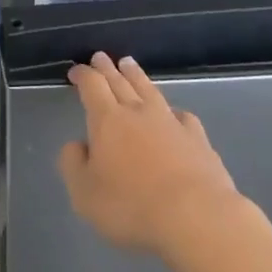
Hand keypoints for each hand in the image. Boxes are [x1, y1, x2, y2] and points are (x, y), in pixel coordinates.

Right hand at [58, 53, 240, 258]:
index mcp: (107, 120)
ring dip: (137, 75)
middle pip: (120, 81)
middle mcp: (138, 112)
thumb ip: (73, 164)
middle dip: (107, 68)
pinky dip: (173, 110)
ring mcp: (170, 122)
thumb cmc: (131, 206)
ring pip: (149, 90)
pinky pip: (182, 116)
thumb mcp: (85, 194)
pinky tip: (175, 113)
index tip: (76, 71)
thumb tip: (76, 145)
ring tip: (129, 64)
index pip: (92, 86)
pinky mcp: (197, 138)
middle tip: (101, 56)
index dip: (83, 75)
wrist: (195, 215)